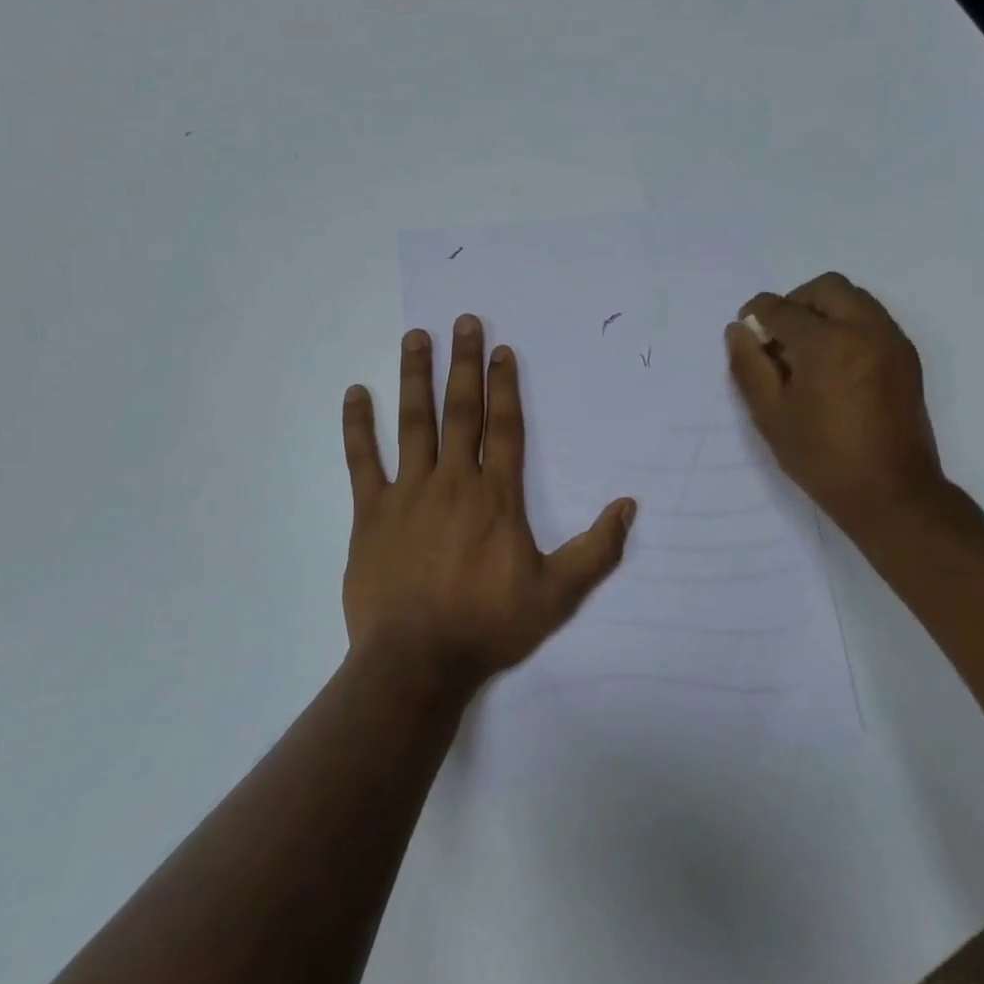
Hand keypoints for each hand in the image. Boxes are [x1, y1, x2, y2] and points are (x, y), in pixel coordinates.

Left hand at [340, 316, 636, 689]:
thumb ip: (597, 550)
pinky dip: (357, 425)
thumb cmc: (489, 625)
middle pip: (460, 410)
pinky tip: (355, 392)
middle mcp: (452, 481)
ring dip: (415, 377)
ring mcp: (407, 493)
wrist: (417, 662)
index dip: (504, 385)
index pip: (503, 426)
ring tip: (416, 337)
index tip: (500, 349)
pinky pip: (361, 460)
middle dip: (463, 363)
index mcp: (495, 496)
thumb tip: (628, 506)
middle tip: (462, 321)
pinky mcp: (370, 513)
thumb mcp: (557, 594)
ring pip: (413, 423)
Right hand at [724, 272, 946, 535]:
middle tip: (778, 337)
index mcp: (828, 343)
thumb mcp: (771, 415)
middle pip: (826, 288)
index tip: (746, 331)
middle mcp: (866, 329)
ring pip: (854, 299)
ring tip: (805, 351)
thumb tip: (738, 330)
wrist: (891, 493)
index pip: (783, 308)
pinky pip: (872, 319)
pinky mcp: (906, 357)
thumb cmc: (822, 458)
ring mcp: (892, 341)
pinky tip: (833, 364)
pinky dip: (848, 325)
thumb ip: (749, 366)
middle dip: (795, 302)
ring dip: (823, 311)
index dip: (757, 314)